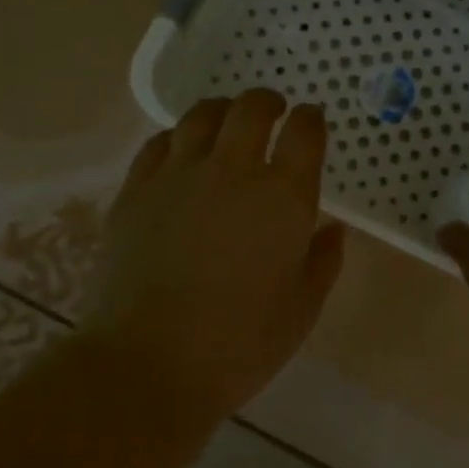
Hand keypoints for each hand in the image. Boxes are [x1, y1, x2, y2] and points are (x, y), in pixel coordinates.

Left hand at [91, 90, 345, 420]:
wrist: (149, 365)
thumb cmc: (241, 344)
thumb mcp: (303, 308)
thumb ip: (323, 260)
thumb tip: (332, 230)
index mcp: (284, 196)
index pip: (305, 131)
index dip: (311, 119)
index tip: (312, 121)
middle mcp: (234, 170)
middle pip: (252, 108)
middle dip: (268, 102)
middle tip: (272, 112)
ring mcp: (179, 175)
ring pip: (201, 115)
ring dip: (222, 111)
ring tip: (226, 122)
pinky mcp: (136, 190)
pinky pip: (158, 143)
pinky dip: (176, 138)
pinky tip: (180, 152)